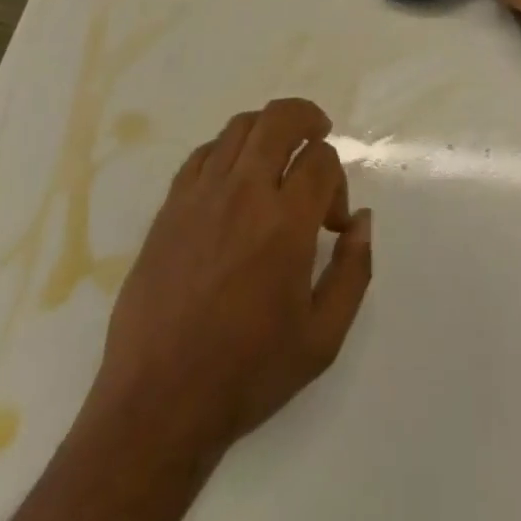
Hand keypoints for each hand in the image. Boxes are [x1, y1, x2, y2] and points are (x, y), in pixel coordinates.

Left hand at [90, 98, 372, 460]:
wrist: (157, 402)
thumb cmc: (247, 373)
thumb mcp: (322, 339)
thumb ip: (353, 271)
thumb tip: (362, 219)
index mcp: (285, 223)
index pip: (322, 159)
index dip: (338, 181)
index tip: (333, 223)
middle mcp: (244, 193)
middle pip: (280, 118)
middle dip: (308, 118)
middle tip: (319, 135)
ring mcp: (201, 194)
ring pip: (240, 126)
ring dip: (268, 129)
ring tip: (279, 154)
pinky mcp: (170, 206)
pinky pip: (204, 152)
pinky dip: (228, 149)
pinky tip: (235, 177)